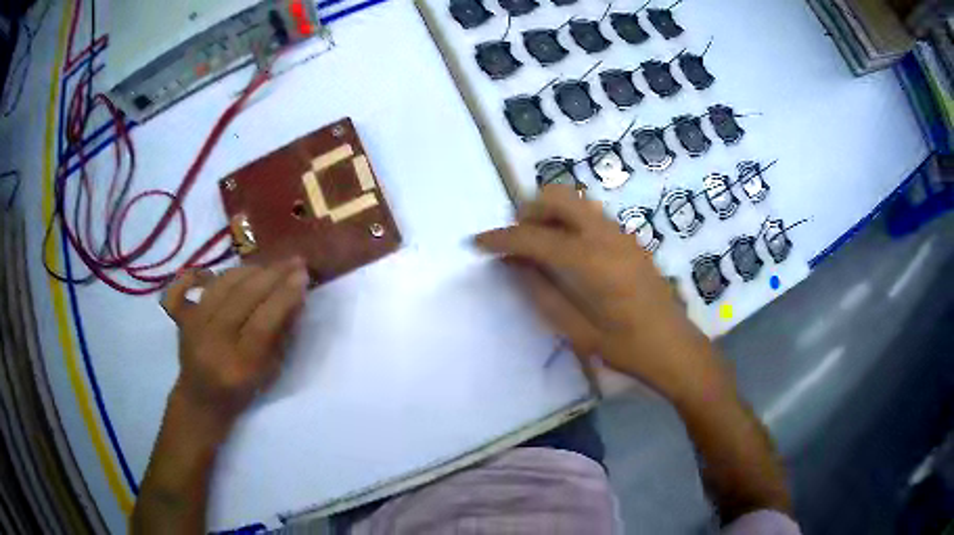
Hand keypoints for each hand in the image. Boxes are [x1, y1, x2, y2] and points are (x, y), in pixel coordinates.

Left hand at [161, 258, 309, 428]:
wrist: (200, 399)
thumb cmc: (241, 392)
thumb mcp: (270, 374)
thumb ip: (282, 336)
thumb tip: (295, 297)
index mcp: (239, 366)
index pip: (264, 322)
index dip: (284, 296)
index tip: (303, 276)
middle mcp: (213, 342)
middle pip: (243, 297)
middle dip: (272, 275)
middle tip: (294, 261)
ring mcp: (195, 326)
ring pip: (224, 284)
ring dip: (251, 269)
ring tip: (272, 264)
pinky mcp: (184, 316)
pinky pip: (200, 283)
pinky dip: (221, 272)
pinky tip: (237, 268)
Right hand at [475, 185, 726, 400]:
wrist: (675, 347)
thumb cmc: (626, 347)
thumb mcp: (577, 330)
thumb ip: (541, 292)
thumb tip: (513, 264)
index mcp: (592, 261)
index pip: (535, 237)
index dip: (501, 238)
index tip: (477, 242)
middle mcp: (607, 235)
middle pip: (558, 197)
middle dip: (528, 211)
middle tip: (514, 240)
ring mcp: (621, 233)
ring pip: (575, 201)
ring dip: (549, 213)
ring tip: (536, 246)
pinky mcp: (629, 239)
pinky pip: (590, 215)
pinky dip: (568, 221)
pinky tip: (566, 251)